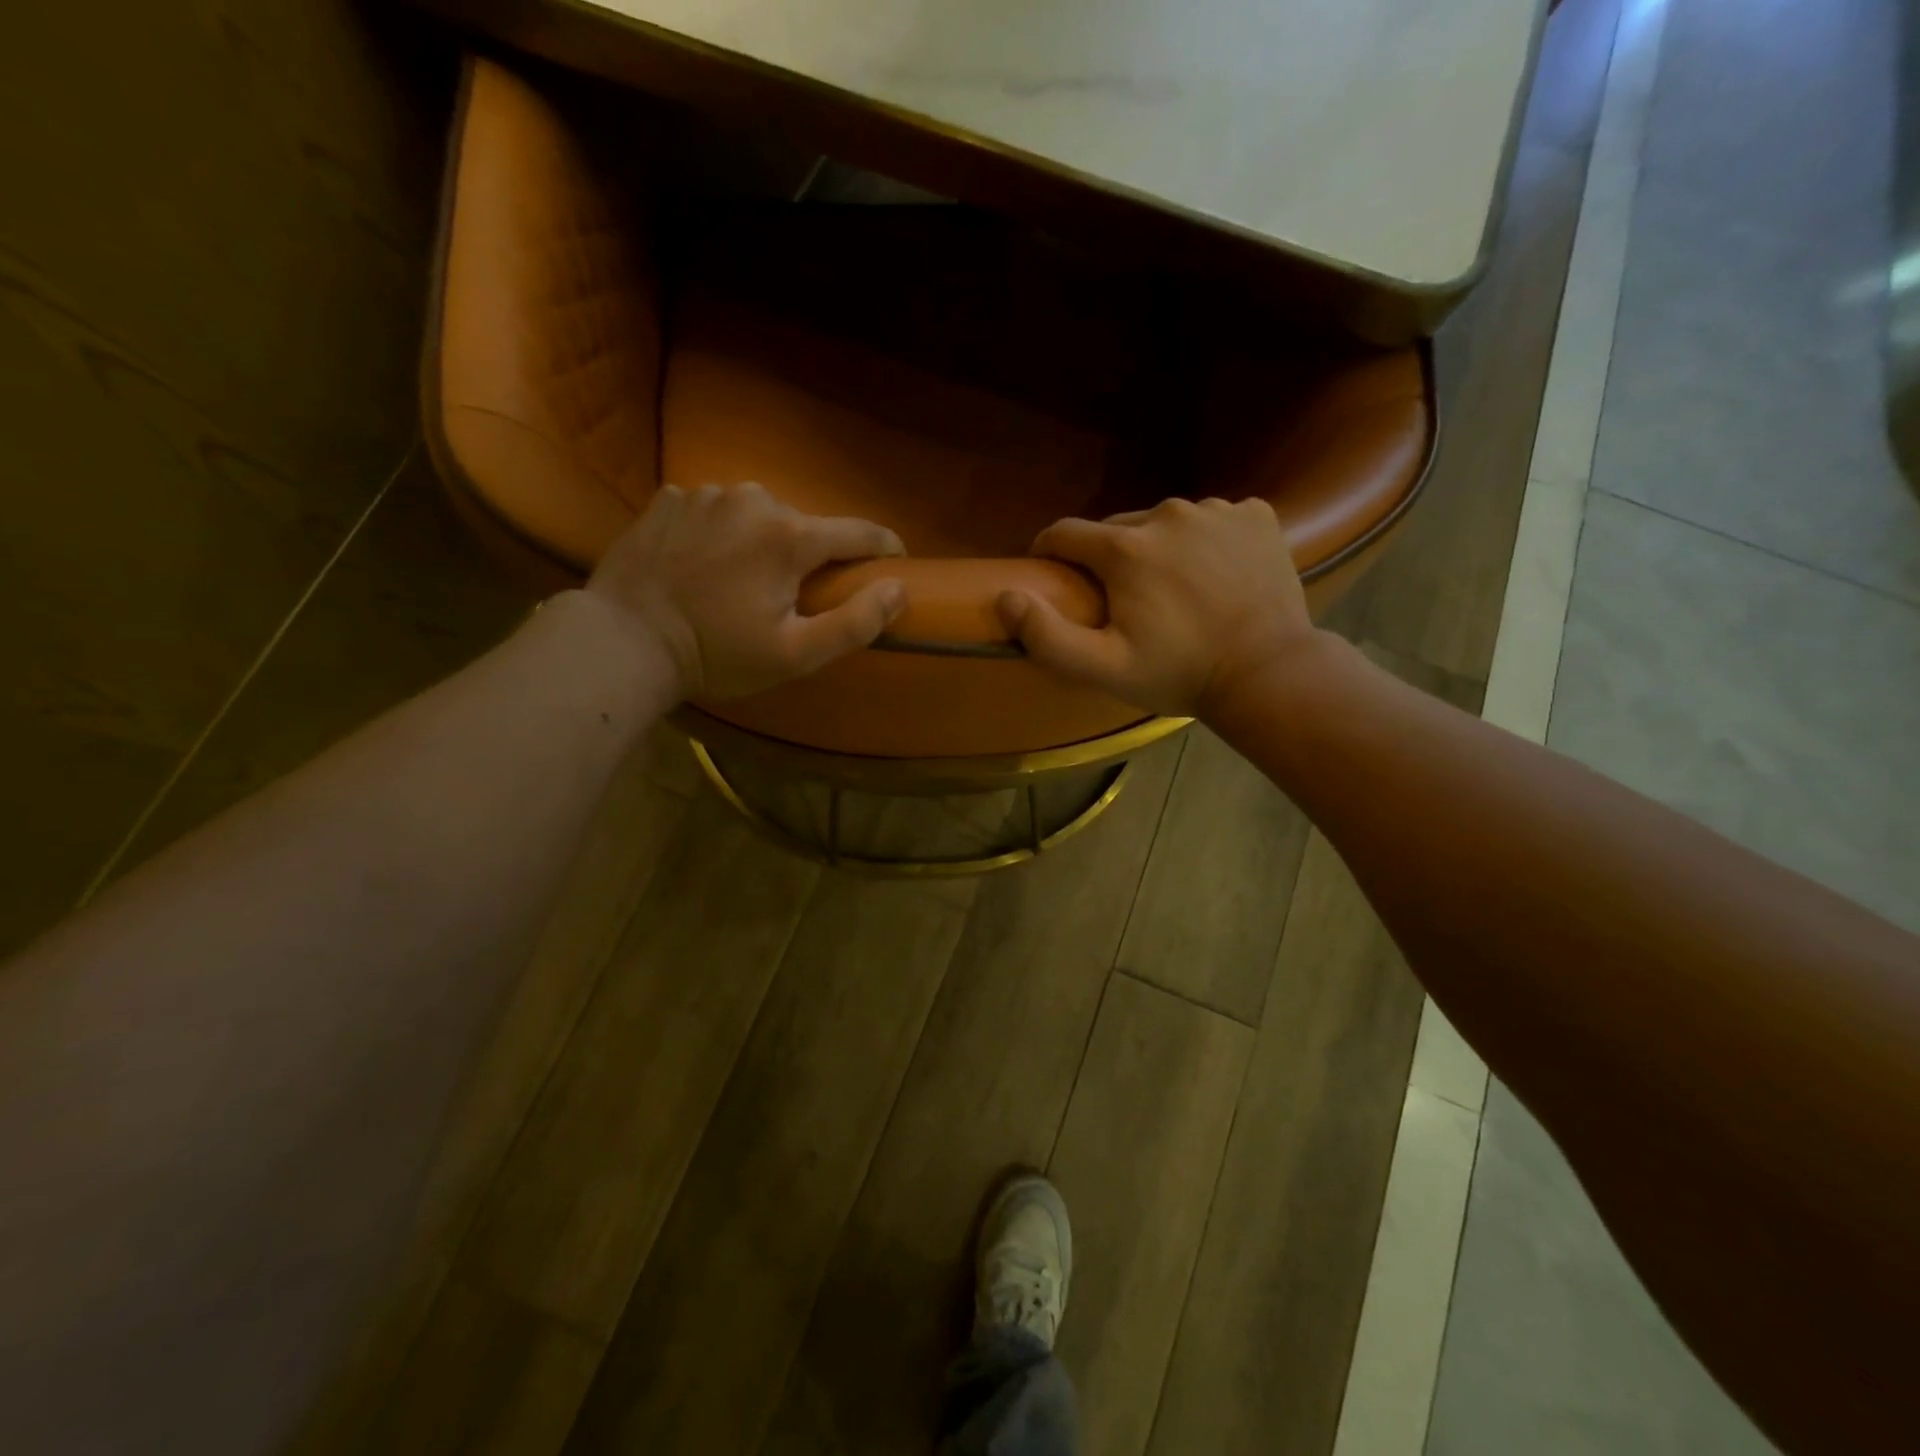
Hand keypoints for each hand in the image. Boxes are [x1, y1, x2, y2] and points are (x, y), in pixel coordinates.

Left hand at [585, 482, 905, 698]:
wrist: (624, 640)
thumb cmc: (717, 653)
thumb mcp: (795, 654)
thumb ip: (855, 622)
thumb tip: (899, 588)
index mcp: (789, 535)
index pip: (859, 532)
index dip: (883, 548)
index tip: (894, 562)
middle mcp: (753, 499)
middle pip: (803, 526)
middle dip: (808, 557)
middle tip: (791, 598)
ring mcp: (705, 493)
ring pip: (757, 515)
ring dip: (761, 542)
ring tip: (740, 582)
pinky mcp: (668, 498)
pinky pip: (714, 511)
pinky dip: (720, 533)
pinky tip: (702, 565)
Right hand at [996, 497, 1316, 717]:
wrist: (1267, 672)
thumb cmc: (1179, 673)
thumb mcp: (1104, 668)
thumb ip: (1047, 635)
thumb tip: (1005, 596)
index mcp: (1125, 548)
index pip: (1065, 532)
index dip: (1051, 552)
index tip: (1054, 575)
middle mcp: (1167, 513)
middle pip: (1117, 527)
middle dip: (1109, 557)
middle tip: (1123, 600)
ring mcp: (1217, 510)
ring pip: (1166, 522)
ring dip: (1159, 548)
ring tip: (1174, 590)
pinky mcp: (1256, 515)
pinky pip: (1214, 519)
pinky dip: (1207, 540)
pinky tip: (1216, 575)